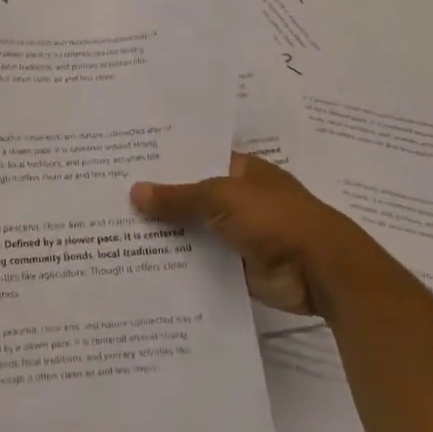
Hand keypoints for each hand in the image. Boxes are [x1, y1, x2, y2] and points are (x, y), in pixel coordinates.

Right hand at [130, 152, 370, 316]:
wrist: (322, 272)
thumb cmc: (275, 218)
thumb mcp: (221, 198)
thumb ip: (178, 197)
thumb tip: (135, 192)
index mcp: (240, 170)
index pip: (195, 159)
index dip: (164, 162)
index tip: (125, 163)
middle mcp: (237, 199)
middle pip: (191, 197)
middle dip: (159, 200)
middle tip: (110, 199)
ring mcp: (238, 234)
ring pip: (194, 230)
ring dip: (166, 234)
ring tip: (116, 233)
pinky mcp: (237, 267)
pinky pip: (201, 262)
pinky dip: (180, 264)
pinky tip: (143, 264)